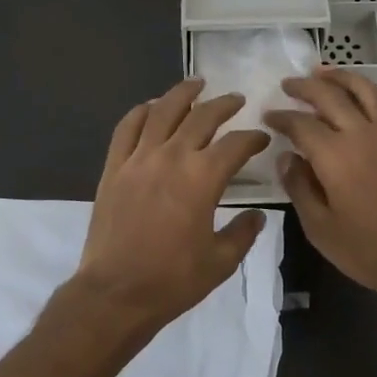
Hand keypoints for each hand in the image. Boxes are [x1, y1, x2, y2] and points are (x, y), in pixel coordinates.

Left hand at [74, 77, 272, 332]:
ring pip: (162, 111)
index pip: (235, 144)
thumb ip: (243, 233)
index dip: (253, 138)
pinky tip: (151, 106)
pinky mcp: (114, 167)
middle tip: (236, 100)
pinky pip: (126, 127)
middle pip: (201, 117)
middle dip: (224, 105)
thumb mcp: (220, 261)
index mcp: (202, 178)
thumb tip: (258, 216)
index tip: (262, 138)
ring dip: (182, 94)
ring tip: (196, 83)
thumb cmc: (172, 280)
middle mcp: (172, 157)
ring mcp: (138, 158)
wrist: (115, 293)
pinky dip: (141, 111)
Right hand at [265, 67, 376, 313]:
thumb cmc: (369, 251)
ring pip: (368, 92)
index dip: (281, 117)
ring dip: (344, 77)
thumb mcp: (319, 228)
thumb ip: (299, 188)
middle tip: (288, 84)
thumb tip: (285, 158)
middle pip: (331, 97)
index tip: (268, 116)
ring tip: (325, 72)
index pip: (300, 124)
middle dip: (305, 87)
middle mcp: (363, 136)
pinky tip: (376, 95)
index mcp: (334, 156)